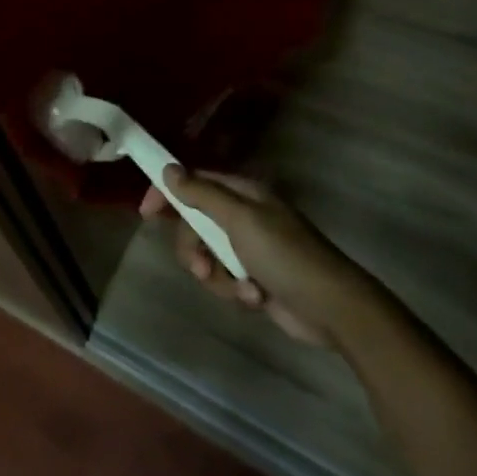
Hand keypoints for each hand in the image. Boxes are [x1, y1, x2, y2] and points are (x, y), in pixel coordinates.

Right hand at [142, 169, 385, 348]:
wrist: (330, 307)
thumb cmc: (284, 255)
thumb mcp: (239, 220)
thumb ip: (202, 194)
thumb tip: (169, 169)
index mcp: (242, 193)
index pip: (194, 181)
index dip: (168, 193)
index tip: (146, 212)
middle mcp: (243, 215)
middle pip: (194, 223)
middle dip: (193, 248)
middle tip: (200, 266)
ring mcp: (248, 247)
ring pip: (206, 255)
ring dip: (216, 275)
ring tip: (240, 288)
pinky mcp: (253, 277)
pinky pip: (224, 279)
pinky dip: (235, 290)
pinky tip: (255, 298)